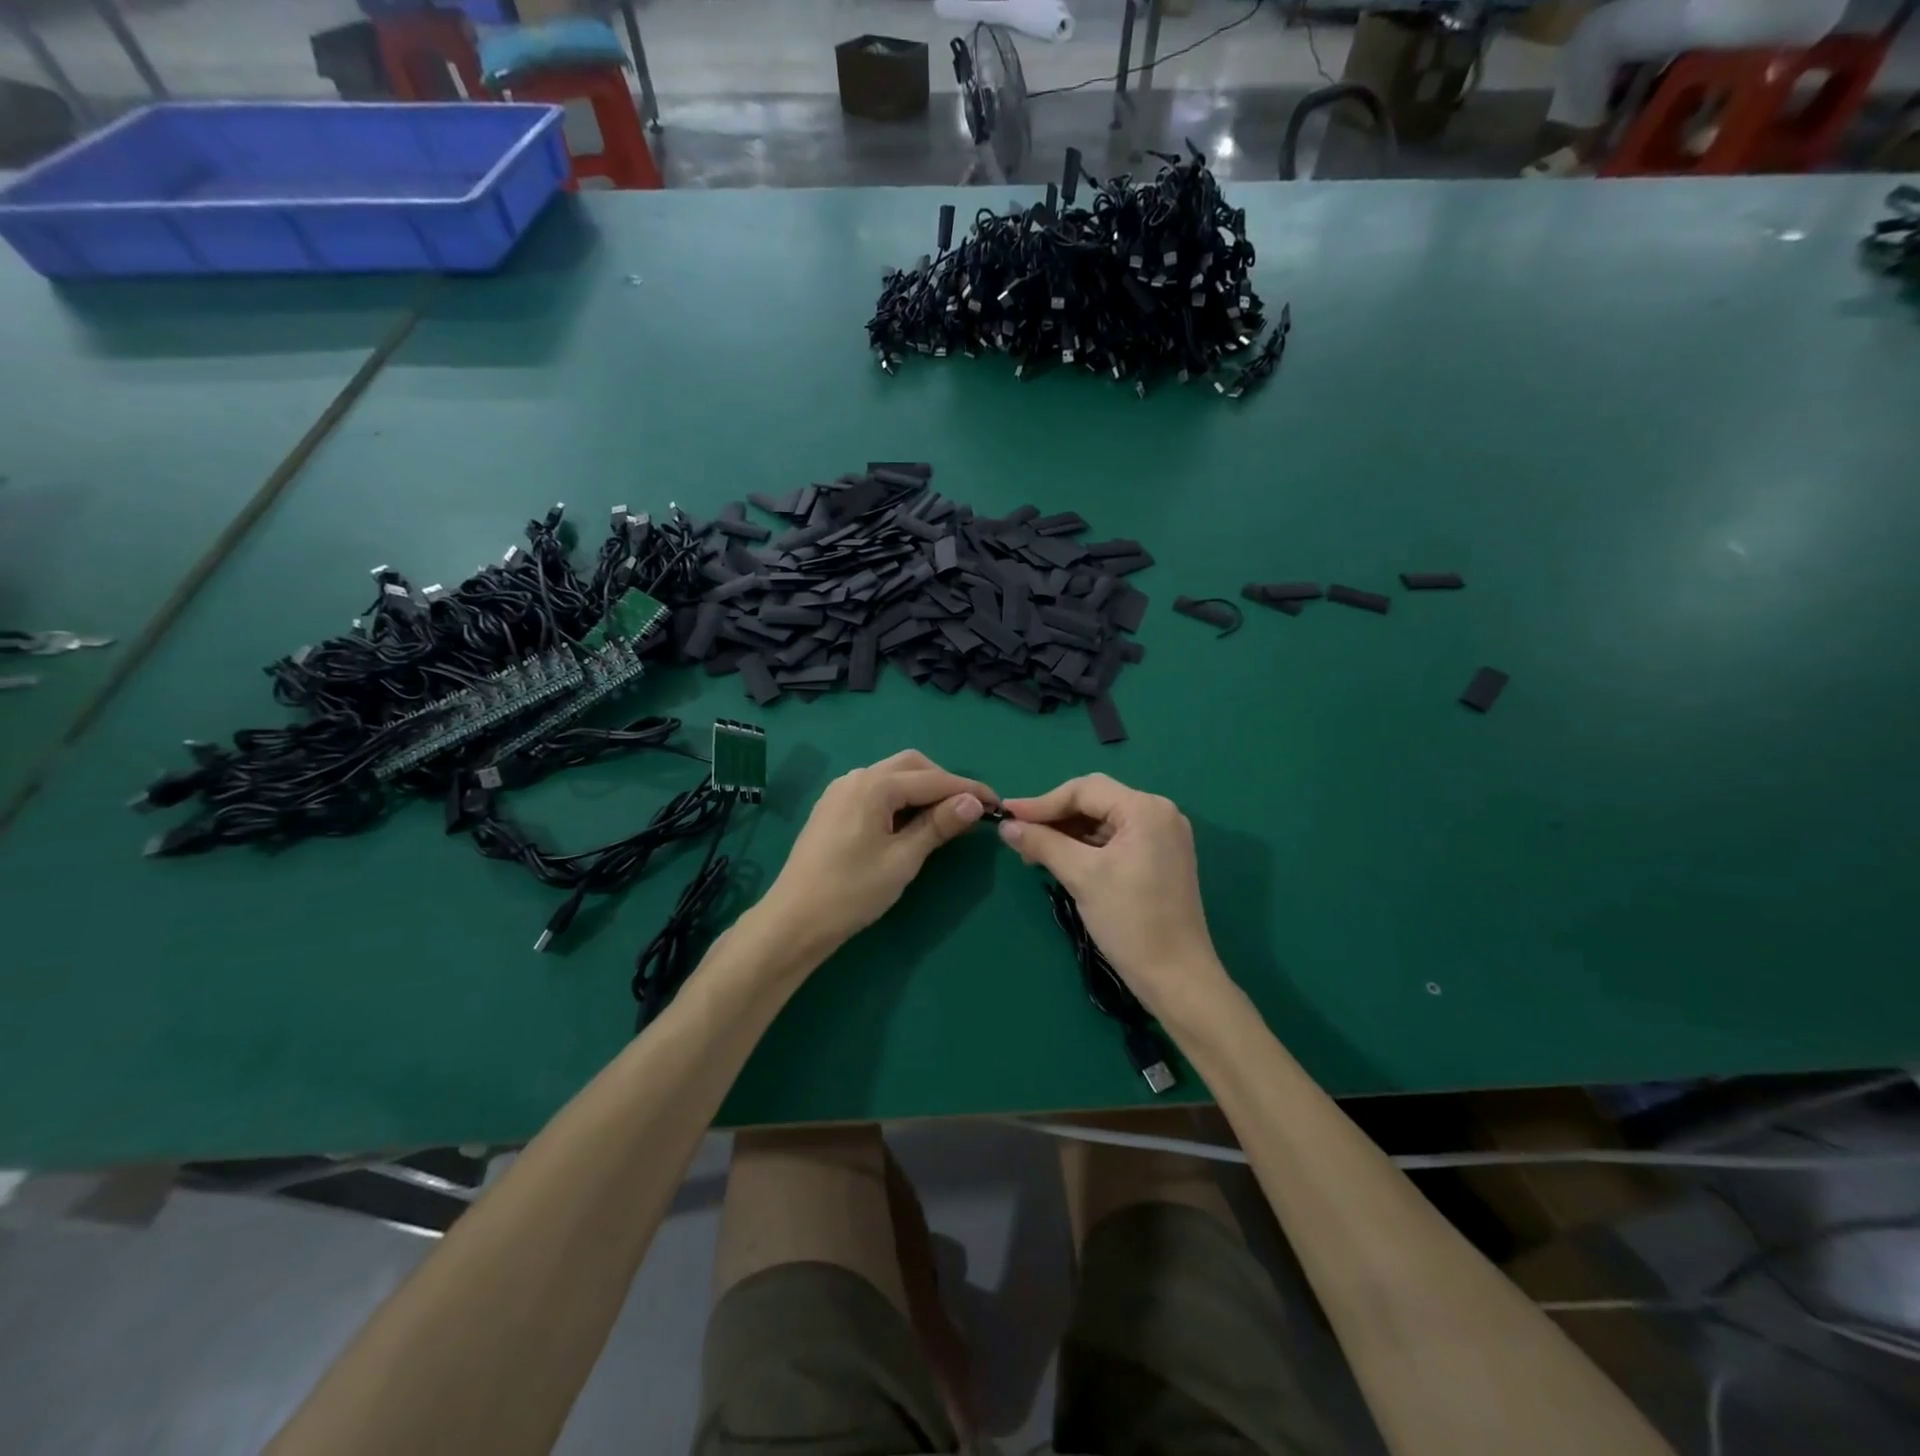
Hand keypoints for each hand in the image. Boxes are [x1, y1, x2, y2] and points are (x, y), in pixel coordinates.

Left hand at [760, 750, 993, 954]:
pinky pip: (875, 790)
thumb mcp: (903, 859)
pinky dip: (899, 798)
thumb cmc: (852, 891)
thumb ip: (938, 825)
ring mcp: (841, 791)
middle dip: (944, 782)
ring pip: (892, 775)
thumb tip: (974, 802)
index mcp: (874, 785)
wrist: (794, 920)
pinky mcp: (833, 807)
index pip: (933, 779)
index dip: (969, 789)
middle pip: (911, 765)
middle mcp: (856, 777)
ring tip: (943, 818)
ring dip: (921, 789)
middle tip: (968, 811)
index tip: (997, 804)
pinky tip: (908, 823)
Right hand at [997, 773, 1227, 1018]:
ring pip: (1103, 821)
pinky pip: (1115, 839)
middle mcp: (1159, 813)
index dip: (1042, 802)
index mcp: (1146, 809)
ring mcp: (1163, 836)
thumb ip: (1043, 844)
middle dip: (1055, 816)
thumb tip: (1007, 826)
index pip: (1085, 790)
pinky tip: (1061, 858)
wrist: (1177, 978)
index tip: (1007, 815)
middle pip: (1095, 801)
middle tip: (1019, 834)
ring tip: (1033, 851)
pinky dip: (1086, 846)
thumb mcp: (1082, 877)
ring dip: (1068, 832)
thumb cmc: (1130, 921)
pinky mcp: (1160, 858)